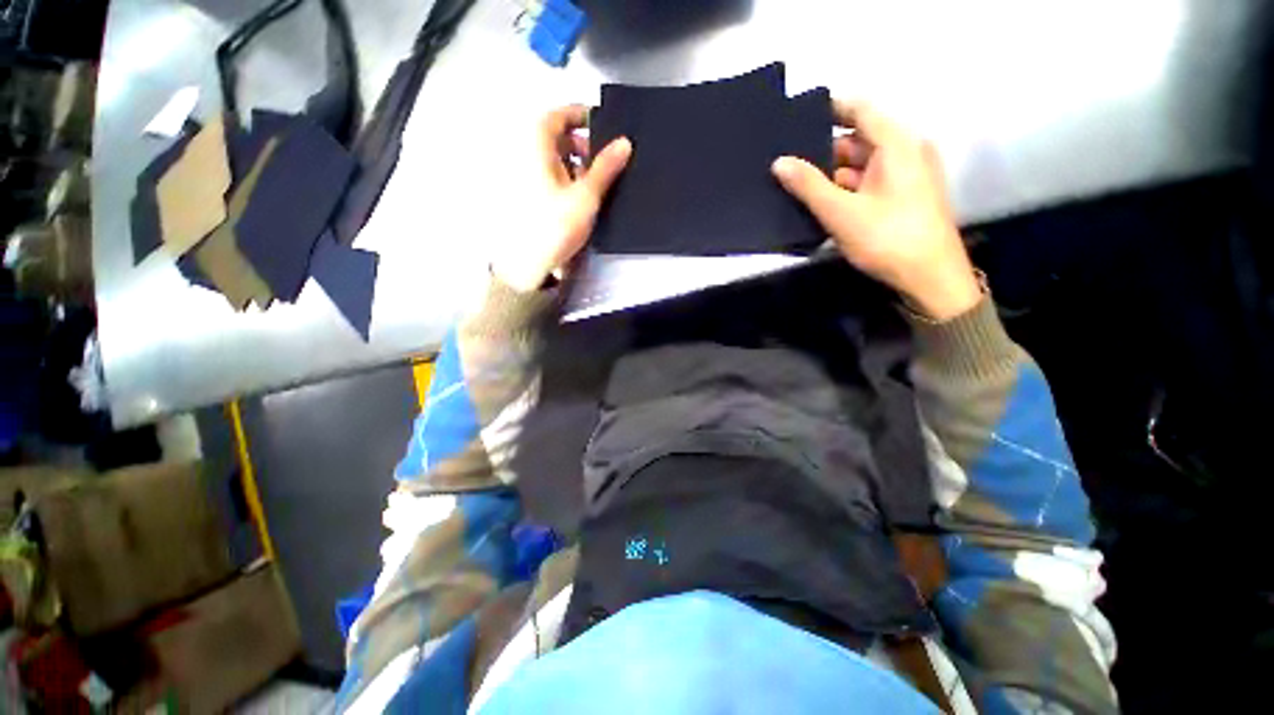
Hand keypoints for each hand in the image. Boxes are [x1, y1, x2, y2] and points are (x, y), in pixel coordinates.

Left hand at [491, 105, 631, 292]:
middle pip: (555, 138)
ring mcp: (525, 179)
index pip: (556, 116)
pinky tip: (582, 196)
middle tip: (605, 157)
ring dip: (576, 163)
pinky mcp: (529, 198)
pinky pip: (550, 178)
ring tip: (598, 180)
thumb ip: (605, 168)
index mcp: (535, 148)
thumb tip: (625, 142)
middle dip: (581, 143)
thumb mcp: (586, 196)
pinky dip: (567, 179)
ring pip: (553, 160)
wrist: (528, 264)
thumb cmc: (555, 225)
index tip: (602, 122)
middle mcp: (526, 157)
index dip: (579, 114)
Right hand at [771, 100, 980, 321]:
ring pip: (862, 164)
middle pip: (859, 139)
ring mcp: (906, 176)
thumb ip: (808, 185)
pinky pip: (869, 182)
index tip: (797, 117)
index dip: (830, 109)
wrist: (929, 277)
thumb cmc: (887, 238)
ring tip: (797, 183)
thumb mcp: (841, 212)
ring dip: (832, 173)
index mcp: (897, 144)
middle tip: (788, 160)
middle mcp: (905, 152)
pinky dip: (846, 188)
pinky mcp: (903, 197)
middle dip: (824, 149)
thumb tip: (779, 162)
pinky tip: (821, 201)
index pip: (860, 111)